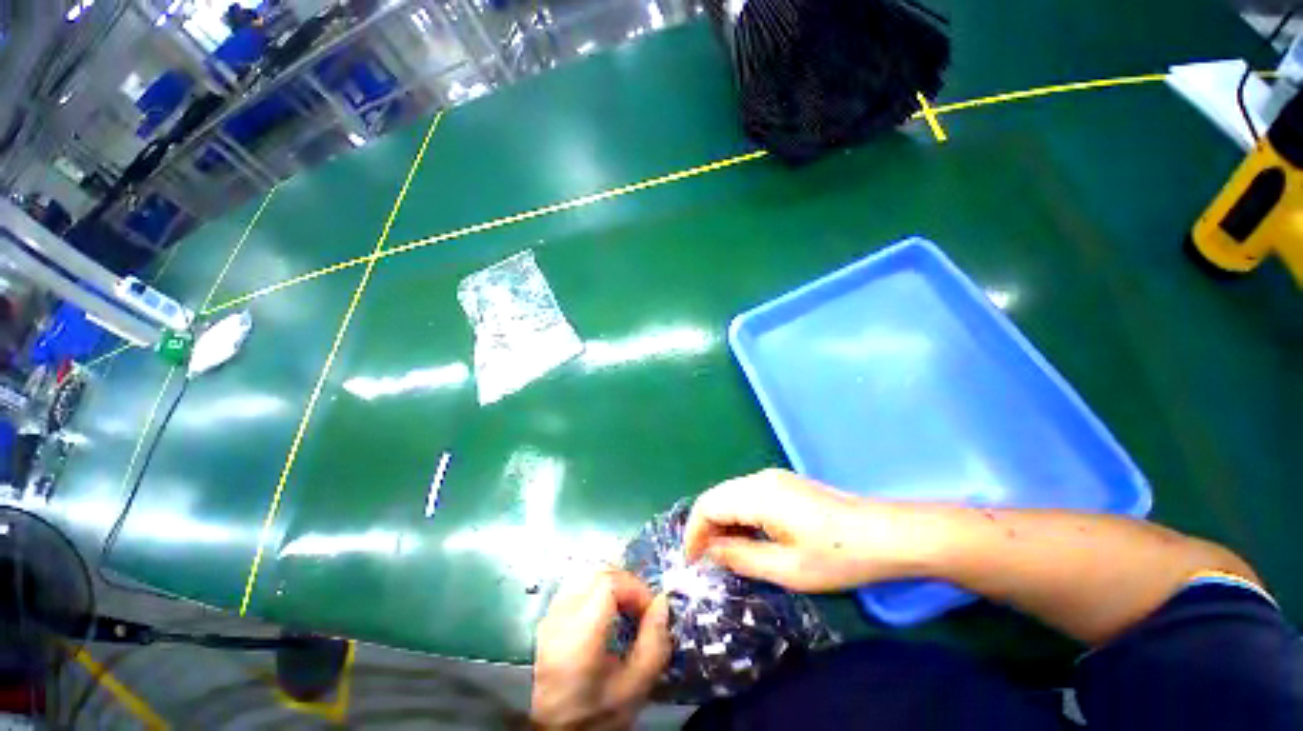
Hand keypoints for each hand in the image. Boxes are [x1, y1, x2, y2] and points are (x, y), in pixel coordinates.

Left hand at [531, 568, 669, 728]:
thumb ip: (654, 643)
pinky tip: (608, 611)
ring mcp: (549, 617)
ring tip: (626, 607)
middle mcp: (558, 620)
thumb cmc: (599, 714)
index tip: (651, 609)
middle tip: (641, 606)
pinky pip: (576, 586)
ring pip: (586, 575)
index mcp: (577, 639)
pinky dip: (597, 589)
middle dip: (626, 583)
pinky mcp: (548, 619)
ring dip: (612, 584)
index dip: (635, 588)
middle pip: (596, 574)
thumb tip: (662, 602)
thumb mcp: (636, 687)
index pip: (607, 584)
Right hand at [684, 469, 931, 591]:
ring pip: (731, 496)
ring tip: (725, 555)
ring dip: (722, 523)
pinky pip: (748, 497)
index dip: (694, 532)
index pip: (708, 505)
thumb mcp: (787, 568)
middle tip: (706, 562)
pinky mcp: (784, 485)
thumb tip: (710, 552)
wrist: (886, 535)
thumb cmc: (837, 556)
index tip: (692, 563)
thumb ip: (741, 557)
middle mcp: (760, 479)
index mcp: (758, 494)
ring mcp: (773, 479)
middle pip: (717, 497)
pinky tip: (748, 539)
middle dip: (705, 528)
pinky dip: (739, 517)